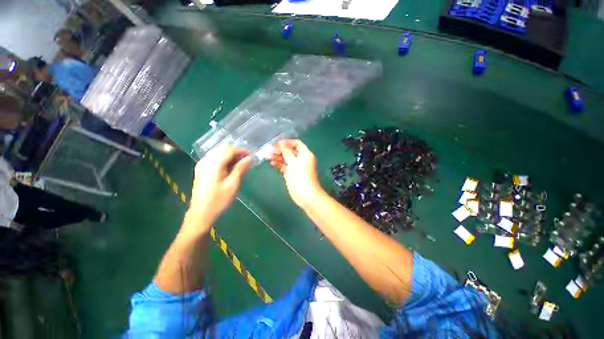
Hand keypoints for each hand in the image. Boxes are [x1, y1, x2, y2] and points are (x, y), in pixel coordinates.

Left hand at [188, 146, 251, 227]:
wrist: (201, 213)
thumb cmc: (219, 200)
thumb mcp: (232, 184)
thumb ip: (240, 168)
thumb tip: (249, 158)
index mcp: (213, 165)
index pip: (228, 150)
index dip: (241, 150)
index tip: (251, 154)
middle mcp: (206, 161)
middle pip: (223, 149)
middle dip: (236, 152)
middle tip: (247, 160)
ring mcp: (202, 165)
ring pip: (219, 153)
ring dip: (231, 156)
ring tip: (241, 163)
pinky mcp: (202, 170)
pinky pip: (215, 159)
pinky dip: (224, 160)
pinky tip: (231, 167)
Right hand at [270, 139, 322, 208]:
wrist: (305, 195)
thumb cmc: (301, 177)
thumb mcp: (293, 163)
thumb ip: (287, 152)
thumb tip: (281, 143)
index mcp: (305, 154)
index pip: (297, 144)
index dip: (287, 142)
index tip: (277, 144)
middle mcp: (301, 159)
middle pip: (290, 151)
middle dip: (281, 150)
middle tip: (270, 151)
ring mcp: (296, 167)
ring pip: (286, 159)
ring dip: (278, 157)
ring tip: (269, 157)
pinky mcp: (291, 173)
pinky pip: (284, 166)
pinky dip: (279, 164)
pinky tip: (272, 163)